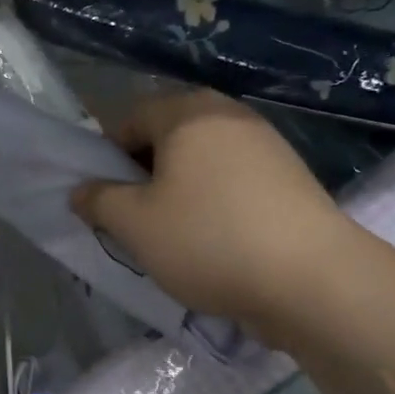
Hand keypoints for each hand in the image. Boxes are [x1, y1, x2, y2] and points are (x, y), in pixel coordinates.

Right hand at [71, 90, 350, 330]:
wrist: (313, 280)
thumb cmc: (208, 240)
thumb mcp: (134, 224)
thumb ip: (98, 200)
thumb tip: (81, 190)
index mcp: (188, 113)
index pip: (129, 119)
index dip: (107, 157)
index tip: (105, 199)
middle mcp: (229, 116)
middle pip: (168, 139)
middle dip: (144, 176)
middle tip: (135, 219)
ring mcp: (267, 145)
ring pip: (202, 163)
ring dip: (179, 193)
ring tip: (175, 237)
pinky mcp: (291, 179)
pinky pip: (234, 182)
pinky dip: (214, 204)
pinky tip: (215, 243)